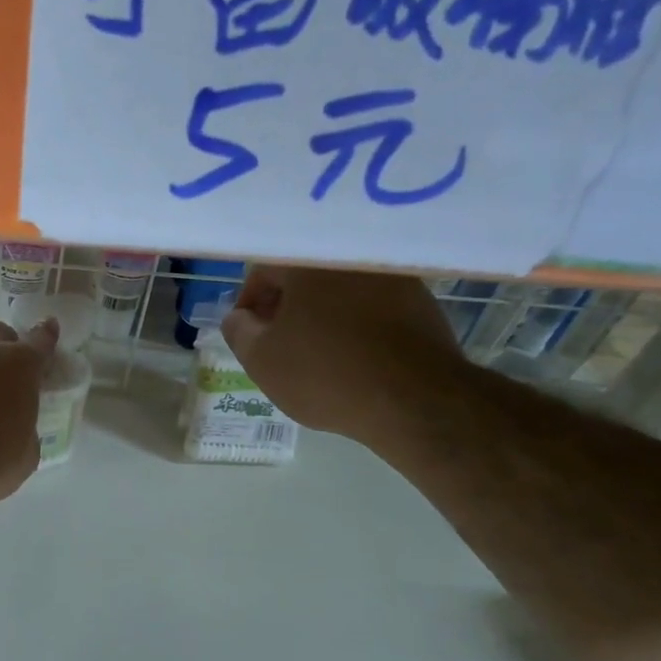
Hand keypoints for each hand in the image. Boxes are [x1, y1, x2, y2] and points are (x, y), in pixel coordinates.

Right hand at [221, 266, 465, 439]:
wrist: (414, 400)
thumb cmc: (325, 374)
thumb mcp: (260, 360)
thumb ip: (238, 331)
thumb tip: (240, 318)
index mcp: (308, 264)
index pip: (264, 269)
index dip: (248, 301)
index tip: (248, 331)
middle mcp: (351, 260)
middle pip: (305, 278)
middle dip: (286, 307)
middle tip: (278, 342)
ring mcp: (392, 278)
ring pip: (340, 292)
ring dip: (322, 315)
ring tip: (316, 353)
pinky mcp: (422, 303)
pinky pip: (373, 307)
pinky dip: (356, 324)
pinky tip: (353, 357)